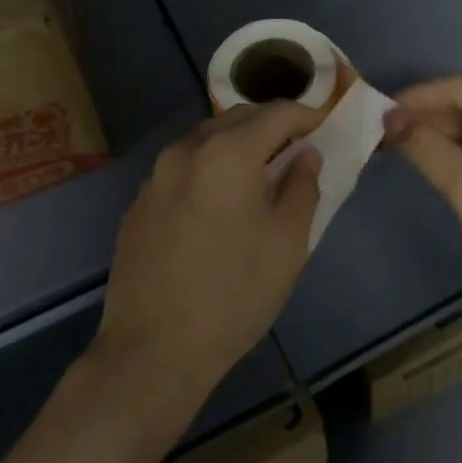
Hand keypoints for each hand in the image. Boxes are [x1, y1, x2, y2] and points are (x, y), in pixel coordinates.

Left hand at [94, 102, 322, 412]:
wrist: (153, 350)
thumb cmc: (234, 293)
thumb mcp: (287, 243)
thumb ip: (302, 188)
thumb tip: (305, 156)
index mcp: (227, 152)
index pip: (276, 112)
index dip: (306, 115)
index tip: (323, 127)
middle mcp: (186, 150)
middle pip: (237, 119)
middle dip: (270, 126)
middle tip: (294, 151)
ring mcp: (155, 176)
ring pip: (205, 141)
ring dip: (236, 146)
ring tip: (256, 177)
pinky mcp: (138, 204)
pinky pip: (181, 170)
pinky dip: (207, 170)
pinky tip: (216, 207)